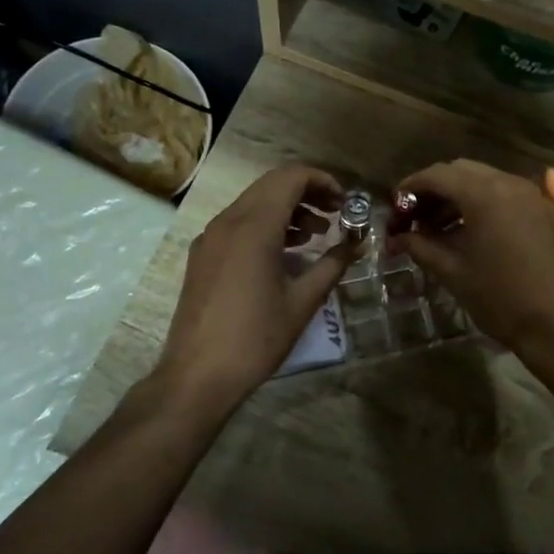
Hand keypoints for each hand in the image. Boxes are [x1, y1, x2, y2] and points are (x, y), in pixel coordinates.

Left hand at [154, 166, 353, 414]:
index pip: (290, 178)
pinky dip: (266, 225)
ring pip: (253, 203)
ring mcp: (210, 238)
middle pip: (271, 185)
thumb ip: (332, 265)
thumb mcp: (302, 302)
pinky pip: (238, 224)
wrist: (196, 376)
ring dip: (287, 209)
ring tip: (317, 234)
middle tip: (336, 214)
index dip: (321, 181)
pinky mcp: (202, 255)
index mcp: (254, 227)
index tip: (344, 201)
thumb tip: (357, 245)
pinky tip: (285, 253)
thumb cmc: (255, 338)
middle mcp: (227, 221)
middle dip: (307, 193)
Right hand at [388, 159, 553, 352]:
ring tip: (436, 229)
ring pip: (484, 180)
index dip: (411, 187)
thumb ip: (420, 246)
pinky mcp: (544, 210)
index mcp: (485, 194)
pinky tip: (470, 229)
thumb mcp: (452, 272)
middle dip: (433, 190)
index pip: (438, 175)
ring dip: (457, 196)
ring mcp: (531, 195)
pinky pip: (505, 193)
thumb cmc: (500, 299)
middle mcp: (509, 183)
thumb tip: (397, 237)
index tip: (394, 206)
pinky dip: (482, 202)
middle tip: (413, 218)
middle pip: (461, 171)